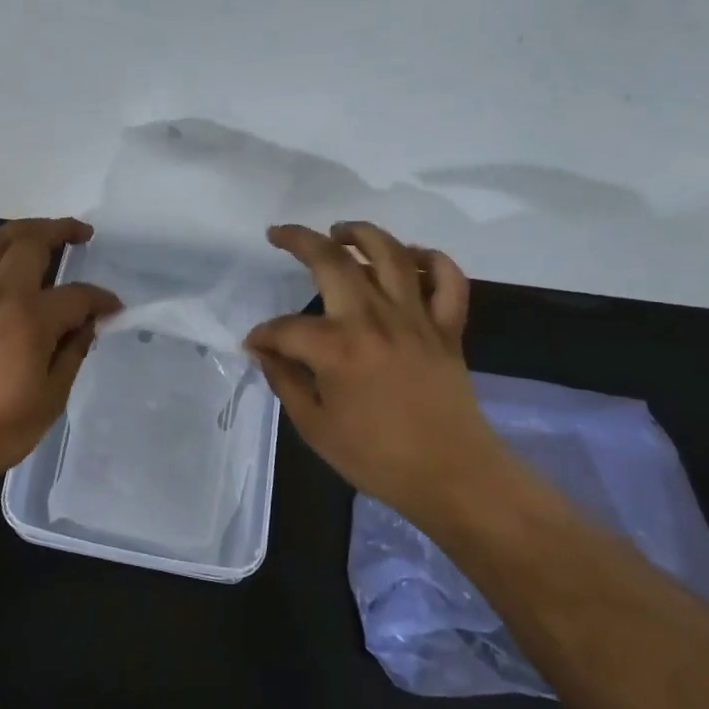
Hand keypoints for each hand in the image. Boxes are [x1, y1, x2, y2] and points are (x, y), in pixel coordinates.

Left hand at [0, 218, 121, 488]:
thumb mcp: (51, 397)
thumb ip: (72, 353)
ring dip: (24, 231)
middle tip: (81, 233)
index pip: (75, 295)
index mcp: (28, 319)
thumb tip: (86, 325)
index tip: (113, 308)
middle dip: (60, 230)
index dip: (100, 299)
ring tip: (45, 235)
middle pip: (29, 242)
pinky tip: (10, 270)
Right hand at [245, 221, 503, 522]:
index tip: (255, 345)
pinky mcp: (447, 328)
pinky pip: (448, 280)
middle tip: (280, 235)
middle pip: (334, 261)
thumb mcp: (315, 428)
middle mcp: (374, 320)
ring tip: (340, 231)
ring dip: (362, 233)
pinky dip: (432, 260)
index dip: (263, 335)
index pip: (285, 327)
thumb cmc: (377, 459)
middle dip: (300, 240)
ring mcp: (416, 319)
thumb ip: (286, 382)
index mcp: (336, 349)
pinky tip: (410, 258)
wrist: (453, 477)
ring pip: (391, 255)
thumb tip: (264, 353)